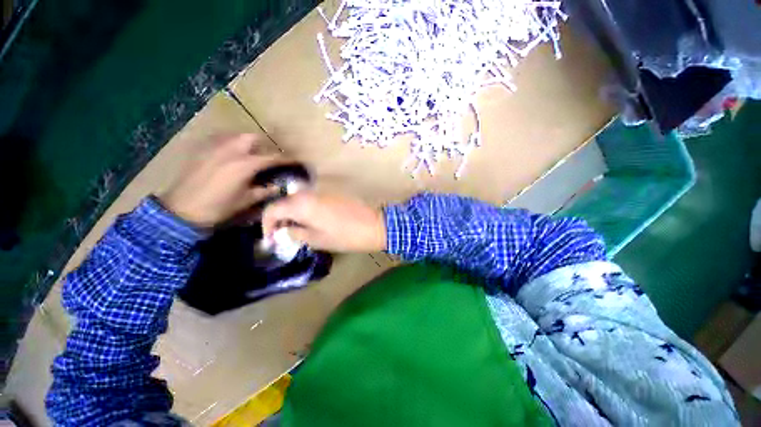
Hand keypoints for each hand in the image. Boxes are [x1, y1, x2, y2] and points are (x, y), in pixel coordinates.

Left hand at [159, 134, 282, 227]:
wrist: (182, 209)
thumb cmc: (219, 207)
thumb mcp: (246, 201)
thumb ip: (265, 191)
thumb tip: (279, 186)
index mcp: (245, 164)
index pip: (272, 157)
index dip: (286, 159)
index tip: (295, 161)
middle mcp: (231, 150)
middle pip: (253, 138)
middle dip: (264, 145)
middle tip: (268, 157)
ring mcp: (214, 147)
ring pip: (235, 136)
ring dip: (247, 143)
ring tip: (250, 155)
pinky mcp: (202, 149)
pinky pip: (220, 139)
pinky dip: (230, 144)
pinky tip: (230, 155)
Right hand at [262, 191, 386, 252]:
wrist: (373, 225)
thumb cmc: (346, 236)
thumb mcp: (318, 239)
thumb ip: (296, 233)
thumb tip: (283, 232)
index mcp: (302, 204)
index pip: (273, 209)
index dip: (267, 225)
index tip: (271, 239)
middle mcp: (309, 193)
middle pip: (284, 202)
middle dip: (279, 218)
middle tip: (282, 235)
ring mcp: (322, 190)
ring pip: (298, 199)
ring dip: (292, 213)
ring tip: (296, 229)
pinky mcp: (332, 192)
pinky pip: (311, 198)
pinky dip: (305, 209)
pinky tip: (310, 220)